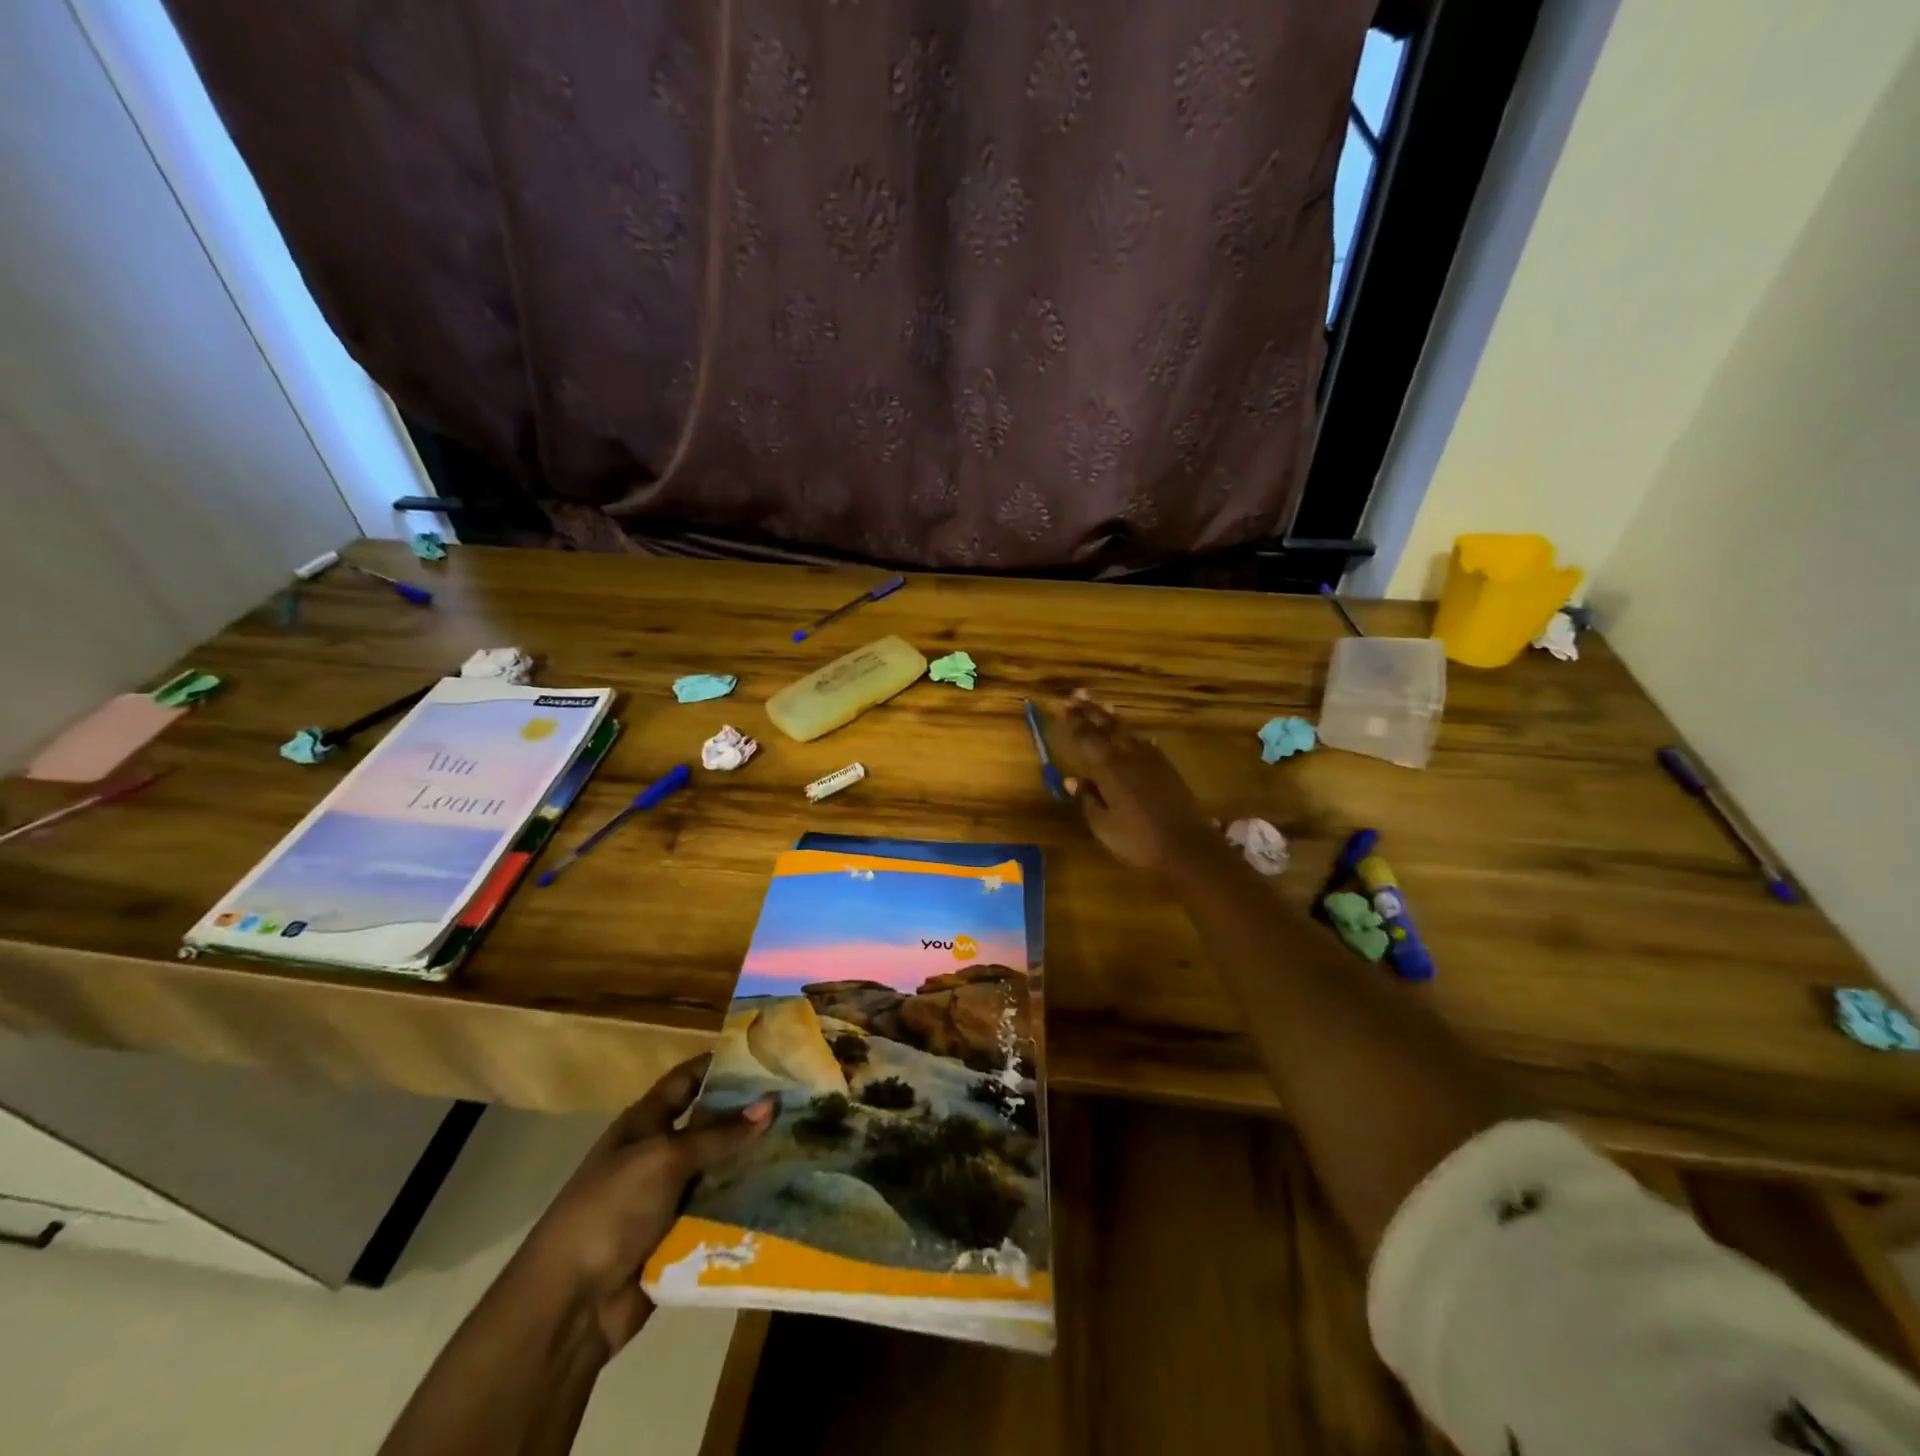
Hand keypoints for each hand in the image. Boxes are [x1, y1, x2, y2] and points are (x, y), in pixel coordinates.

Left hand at [512, 1055, 773, 1354]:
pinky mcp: (680, 1238)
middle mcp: (658, 1154)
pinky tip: (786, 1194)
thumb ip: (718, 1134)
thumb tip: (770, 1104)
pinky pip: (720, 1214)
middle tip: (801, 1102)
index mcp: (644, 1123)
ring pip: (720, 1171)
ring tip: (804, 1145)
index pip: (688, 1080)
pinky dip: (746, 1206)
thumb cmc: (609, 1211)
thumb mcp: (664, 1160)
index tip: (768, 1056)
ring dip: (753, 1163)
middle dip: (749, 1115)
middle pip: (710, 1126)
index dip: (721, 1065)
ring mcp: (668, 1198)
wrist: (569, 1306)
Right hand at [1058, 691, 1222, 881]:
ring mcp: (1152, 761)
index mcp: (1110, 769)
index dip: (1074, 722)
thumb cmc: (1138, 841)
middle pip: (1108, 728)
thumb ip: (1088, 800)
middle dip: (1091, 712)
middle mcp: (1130, 757)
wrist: (1188, 849)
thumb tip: (1073, 780)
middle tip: (1078, 695)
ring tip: (1102, 705)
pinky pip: (1146, 745)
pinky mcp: (1168, 770)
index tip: (1063, 705)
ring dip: (1112, 719)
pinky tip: (1136, 737)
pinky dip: (1135, 737)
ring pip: (1128, 733)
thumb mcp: (1103, 826)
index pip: (1087, 738)